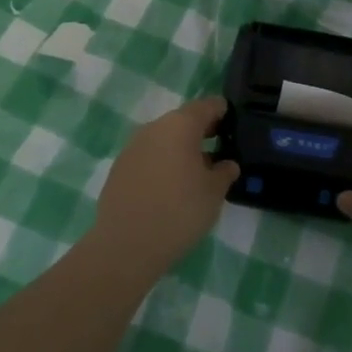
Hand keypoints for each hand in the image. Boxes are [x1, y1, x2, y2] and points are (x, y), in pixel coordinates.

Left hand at [90, 97, 239, 277]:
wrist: (125, 246)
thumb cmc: (179, 211)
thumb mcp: (214, 193)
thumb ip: (225, 172)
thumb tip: (227, 164)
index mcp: (181, 125)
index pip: (207, 106)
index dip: (222, 112)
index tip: (233, 125)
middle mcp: (155, 127)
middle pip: (183, 120)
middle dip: (201, 132)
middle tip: (218, 150)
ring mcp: (133, 147)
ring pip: (164, 139)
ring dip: (180, 149)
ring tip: (194, 174)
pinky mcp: (119, 168)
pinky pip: (148, 157)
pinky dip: (161, 164)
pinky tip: (168, 188)